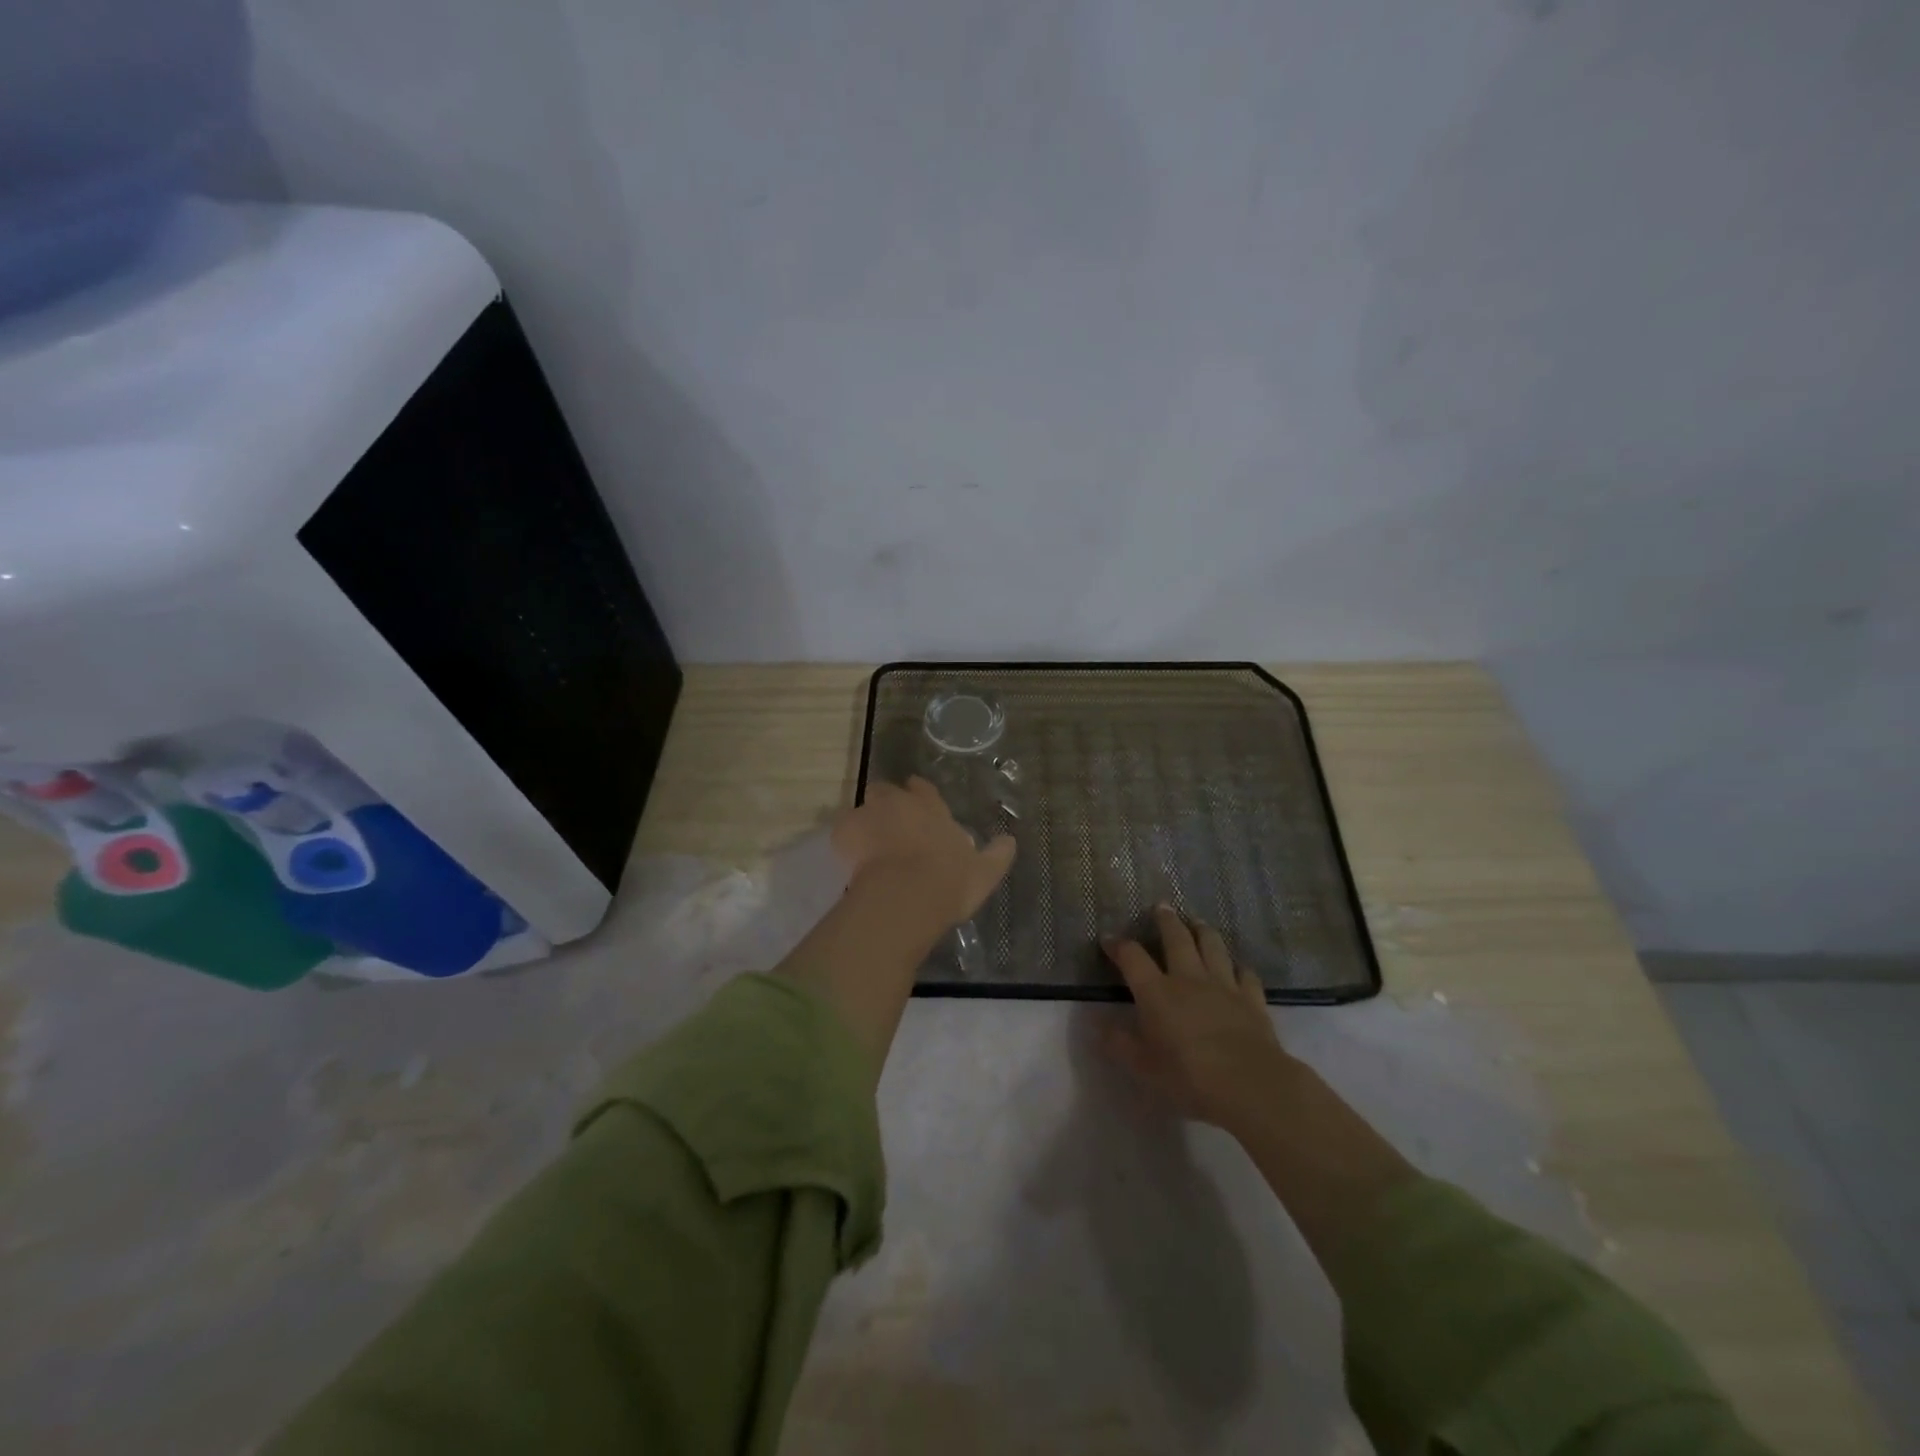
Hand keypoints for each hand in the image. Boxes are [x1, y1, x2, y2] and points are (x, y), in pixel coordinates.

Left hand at [832, 777, 1016, 930]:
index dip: (918, 793)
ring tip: (868, 847)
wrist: (906, 896)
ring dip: (865, 823)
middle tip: (890, 827)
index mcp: (930, 808)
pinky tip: (852, 862)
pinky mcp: (844, 834)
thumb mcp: (984, 872)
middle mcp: (898, 803)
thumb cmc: (949, 881)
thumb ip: (997, 854)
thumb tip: (1010, 840)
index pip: (922, 788)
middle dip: (887, 803)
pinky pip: (843, 833)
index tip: (916, 800)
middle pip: (886, 791)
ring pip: (862, 809)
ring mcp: (868, 816)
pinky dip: (847, 843)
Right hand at [1101, 905, 1296, 1133]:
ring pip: (1212, 946)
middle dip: (1166, 920)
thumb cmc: (1189, 1076)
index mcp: (1157, 992)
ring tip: (1197, 921)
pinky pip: (1245, 973)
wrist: (1250, 1084)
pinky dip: (1238, 967)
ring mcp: (1223, 985)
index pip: (1132, 957)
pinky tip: (1237, 967)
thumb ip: (1118, 1043)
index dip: (1118, 945)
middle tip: (1161, 906)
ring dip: (1203, 930)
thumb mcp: (1144, 1067)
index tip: (1108, 939)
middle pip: (1176, 938)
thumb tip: (1095, 1023)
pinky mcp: (1252, 998)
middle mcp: (1188, 978)